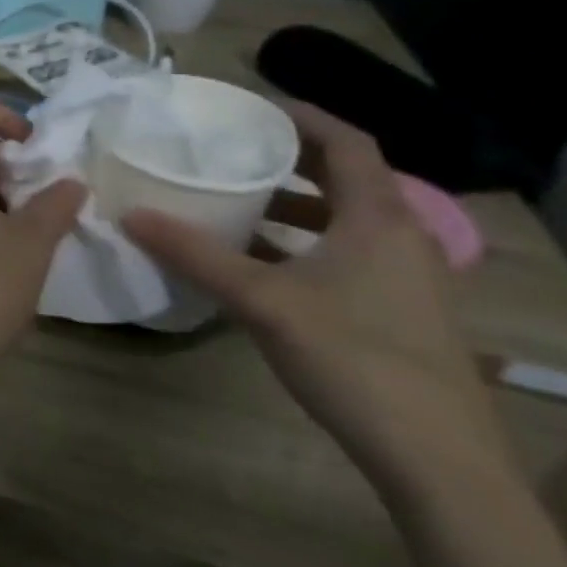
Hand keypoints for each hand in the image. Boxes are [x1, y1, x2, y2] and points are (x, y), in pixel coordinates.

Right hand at [124, 102, 514, 504]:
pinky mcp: (402, 310)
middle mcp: (402, 237)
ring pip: (348, 218)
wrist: (436, 459)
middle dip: (291, 157)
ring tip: (238, 198)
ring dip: (296, 202)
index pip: (348, 142)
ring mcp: (408, 277)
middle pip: (349, 177)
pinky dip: (305, 239)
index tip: (251, 106)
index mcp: (379, 219)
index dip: (303, 116)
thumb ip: (194, 253)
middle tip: (233, 147)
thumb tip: (130, 214)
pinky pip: (349, 251)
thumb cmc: (352, 357)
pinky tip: (262, 260)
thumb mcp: (260, 300)